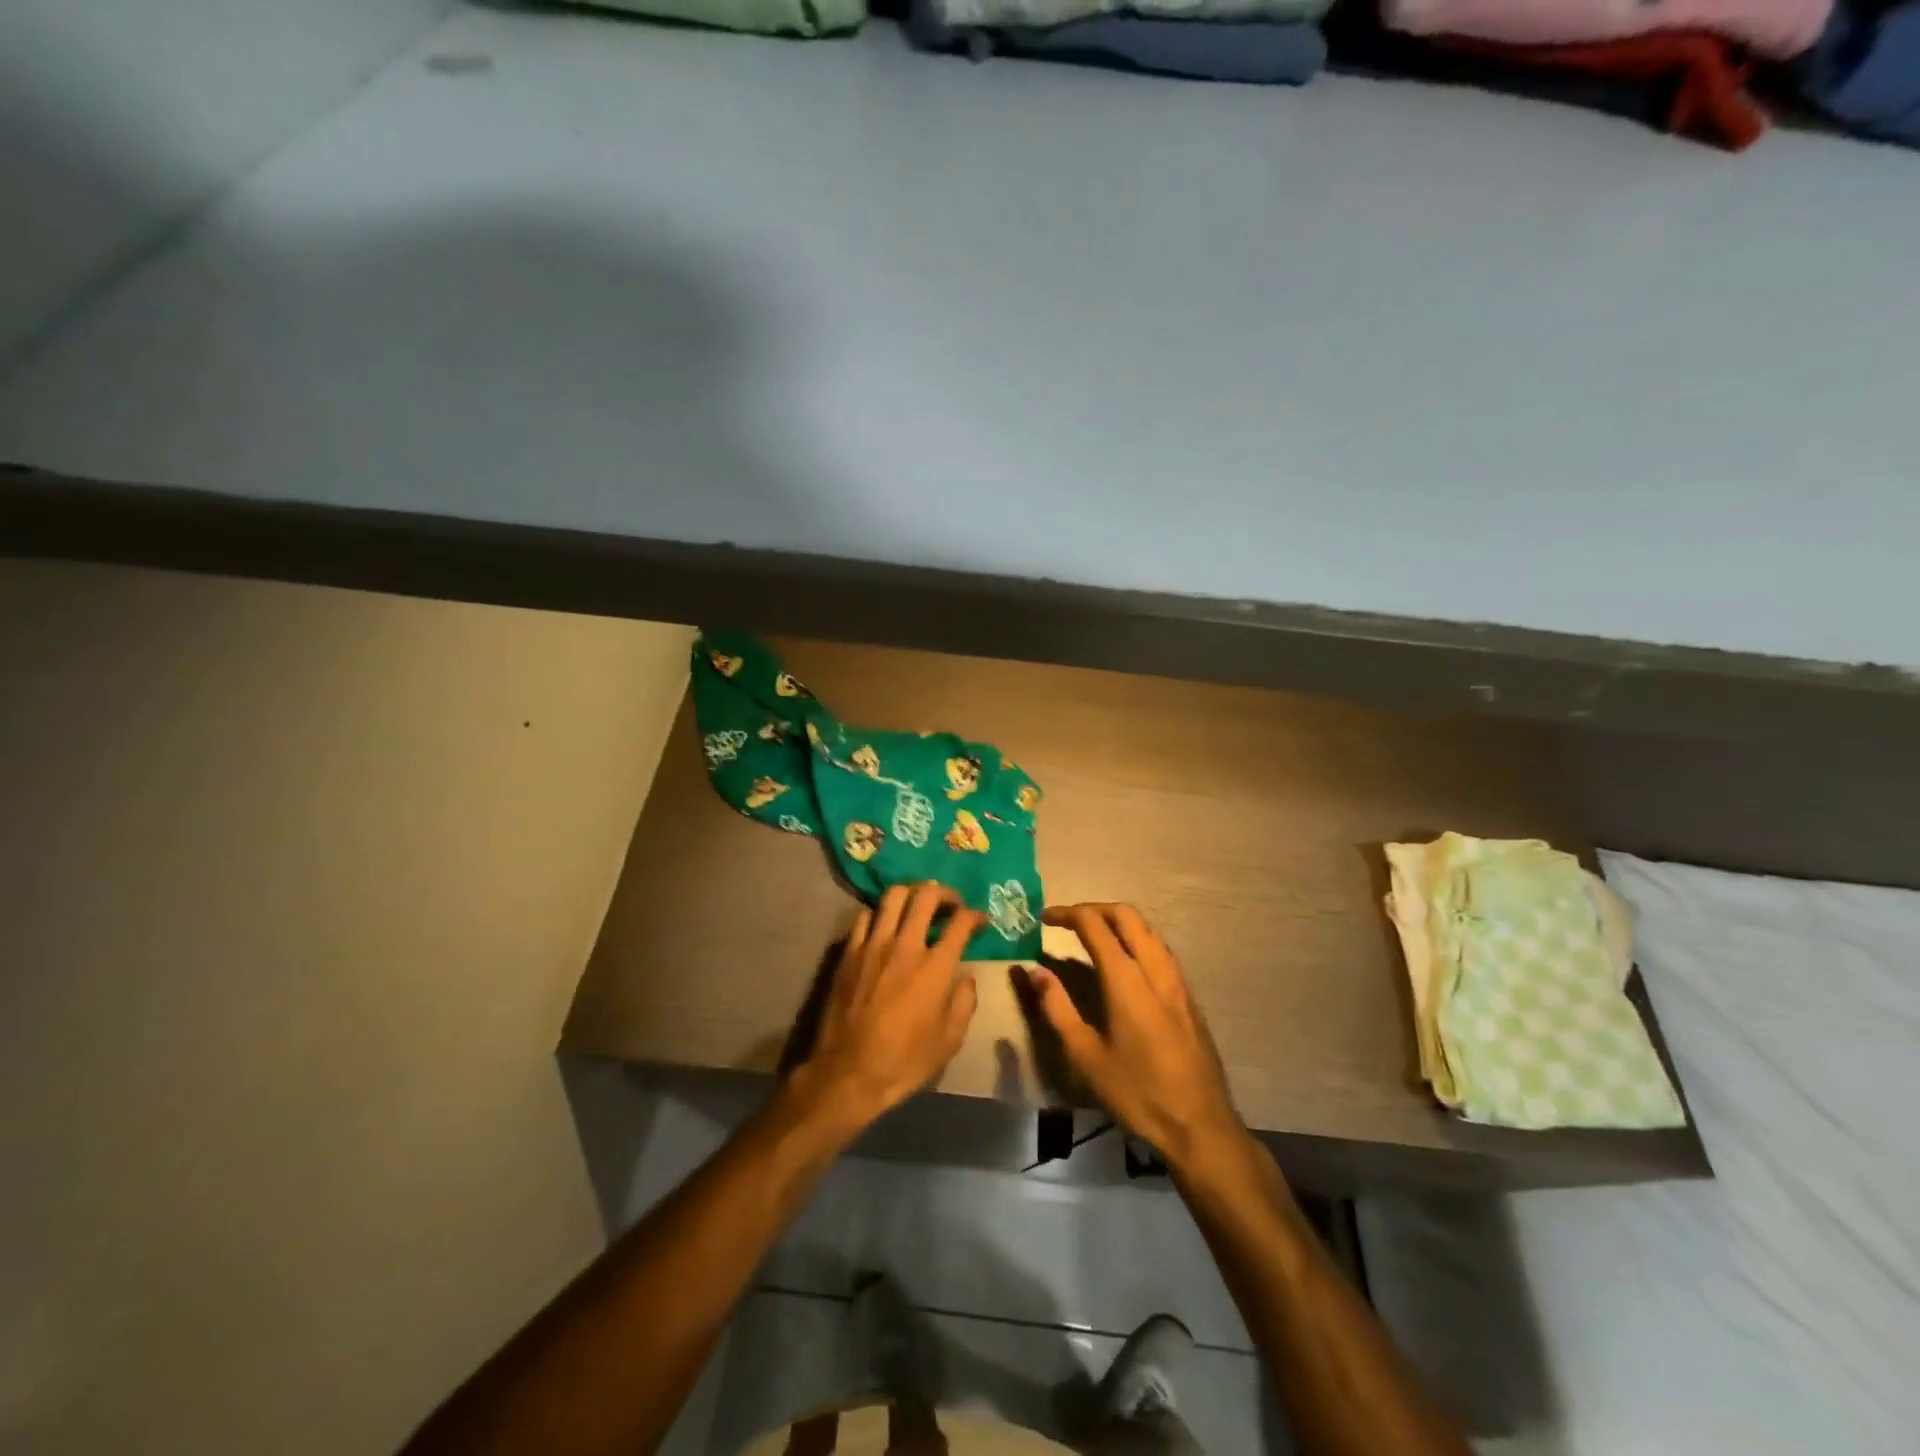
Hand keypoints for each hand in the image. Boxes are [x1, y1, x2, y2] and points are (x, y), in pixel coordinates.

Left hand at [793, 882, 982, 1133]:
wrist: (849, 1072)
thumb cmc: (905, 1060)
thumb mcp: (950, 1040)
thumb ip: (965, 1001)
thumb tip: (966, 975)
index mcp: (935, 967)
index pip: (961, 922)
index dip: (975, 915)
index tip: (980, 920)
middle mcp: (905, 945)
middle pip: (927, 895)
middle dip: (945, 893)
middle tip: (951, 904)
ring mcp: (874, 945)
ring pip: (893, 896)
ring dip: (911, 894)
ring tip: (918, 905)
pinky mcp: (849, 952)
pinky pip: (865, 915)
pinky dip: (880, 913)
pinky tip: (885, 925)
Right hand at [1023, 903, 1243, 1170]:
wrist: (1199, 1124)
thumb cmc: (1136, 1092)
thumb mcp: (1085, 1055)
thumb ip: (1057, 1008)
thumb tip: (1035, 970)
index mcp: (1125, 979)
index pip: (1094, 924)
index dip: (1066, 913)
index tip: (1043, 918)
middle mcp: (1154, 968)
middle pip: (1126, 915)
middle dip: (1093, 908)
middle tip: (1066, 921)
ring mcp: (1176, 980)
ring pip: (1147, 929)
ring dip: (1117, 921)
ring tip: (1091, 936)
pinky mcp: (1188, 995)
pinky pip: (1160, 949)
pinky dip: (1136, 939)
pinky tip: (1124, 963)